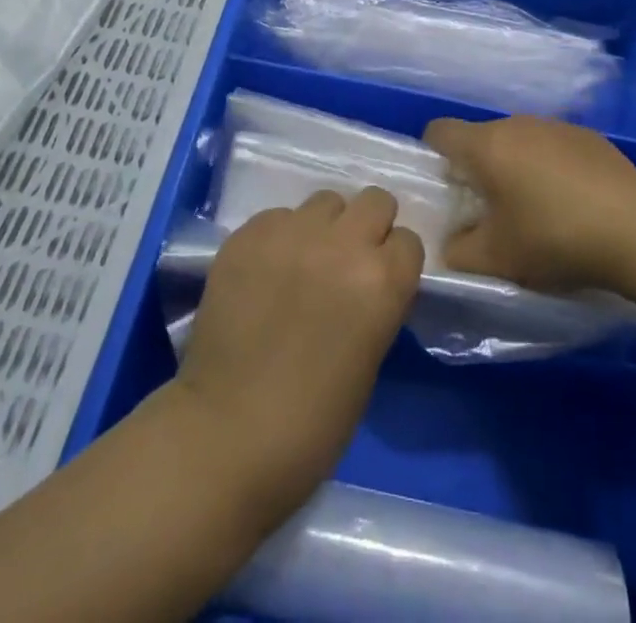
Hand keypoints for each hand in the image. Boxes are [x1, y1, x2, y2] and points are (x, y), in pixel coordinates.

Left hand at [172, 188, 422, 519]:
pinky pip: (278, 216)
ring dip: (324, 227)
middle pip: (375, 201)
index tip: (381, 281)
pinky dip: (280, 237)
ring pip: (325, 201)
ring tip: (304, 261)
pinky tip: (266, 272)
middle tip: (348, 261)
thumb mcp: (369, 359)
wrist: (226, 434)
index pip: (408, 241)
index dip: (395, 261)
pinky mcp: (249, 234)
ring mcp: (292, 233)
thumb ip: (376, 304)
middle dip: (368, 227)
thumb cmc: (312, 423)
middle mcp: (342, 244)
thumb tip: (369, 281)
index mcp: (382, 281)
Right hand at [425, 115, 635, 291]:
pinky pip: (553, 147)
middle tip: (490, 211)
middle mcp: (517, 123)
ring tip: (534, 210)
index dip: (434, 157)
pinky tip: (572, 203)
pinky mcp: (589, 137)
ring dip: (516, 167)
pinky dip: (551, 168)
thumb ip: (459, 252)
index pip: (439, 131)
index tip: (447, 189)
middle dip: (479, 169)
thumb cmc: (554, 237)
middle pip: (481, 138)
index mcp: (487, 145)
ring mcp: (556, 126)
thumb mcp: (496, 259)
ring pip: (519, 141)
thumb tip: (450, 243)